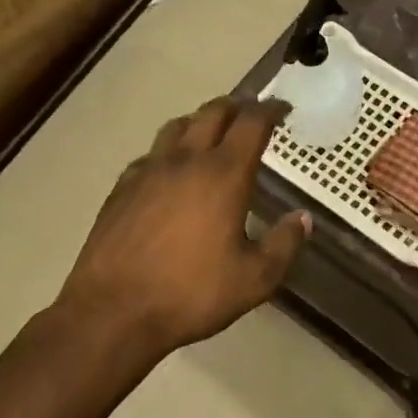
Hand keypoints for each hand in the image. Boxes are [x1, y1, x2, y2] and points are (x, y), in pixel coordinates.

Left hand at [56, 97, 309, 359]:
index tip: (283, 108)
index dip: (270, 110)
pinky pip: (150, 154)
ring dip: (200, 121)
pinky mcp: (122, 188)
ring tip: (212, 132)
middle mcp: (185, 161)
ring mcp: (148, 171)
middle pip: (212, 113)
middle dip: (237, 106)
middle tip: (251, 112)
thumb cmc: (192, 294)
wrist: (114, 311)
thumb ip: (284, 245)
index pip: (252, 124)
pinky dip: (169, 149)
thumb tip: (303, 219)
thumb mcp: (255, 279)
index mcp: (223, 175)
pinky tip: (170, 170)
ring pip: (177, 126)